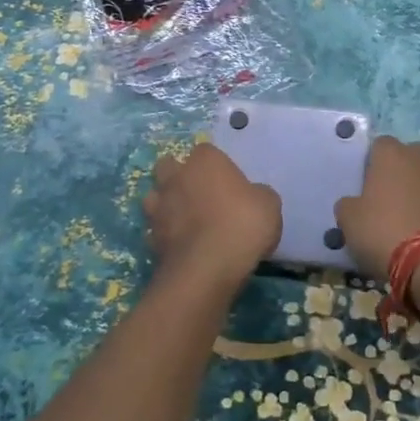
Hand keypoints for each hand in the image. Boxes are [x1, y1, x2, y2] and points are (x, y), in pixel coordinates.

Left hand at [142, 142, 280, 296]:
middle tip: (201, 195)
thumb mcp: (269, 205)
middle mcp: (177, 177)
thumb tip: (252, 197)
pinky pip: (156, 229)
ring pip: (155, 196)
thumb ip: (257, 194)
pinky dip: (166, 234)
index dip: (216, 165)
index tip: (228, 182)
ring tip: (185, 219)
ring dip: (166, 203)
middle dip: (180, 176)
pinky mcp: (150, 237)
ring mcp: (159, 207)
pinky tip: (182, 245)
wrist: (206, 269)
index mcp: (205, 161)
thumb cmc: (242, 225)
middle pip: (169, 166)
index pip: (206, 151)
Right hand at [335, 136, 419, 280]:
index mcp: (390, 154)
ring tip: (399, 211)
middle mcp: (417, 158)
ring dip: (412, 186)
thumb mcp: (348, 218)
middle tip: (382, 192)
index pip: (379, 144)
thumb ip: (348, 203)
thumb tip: (354, 203)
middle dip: (396, 168)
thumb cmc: (381, 229)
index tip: (364, 182)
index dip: (371, 161)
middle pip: (405, 154)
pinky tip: (414, 224)